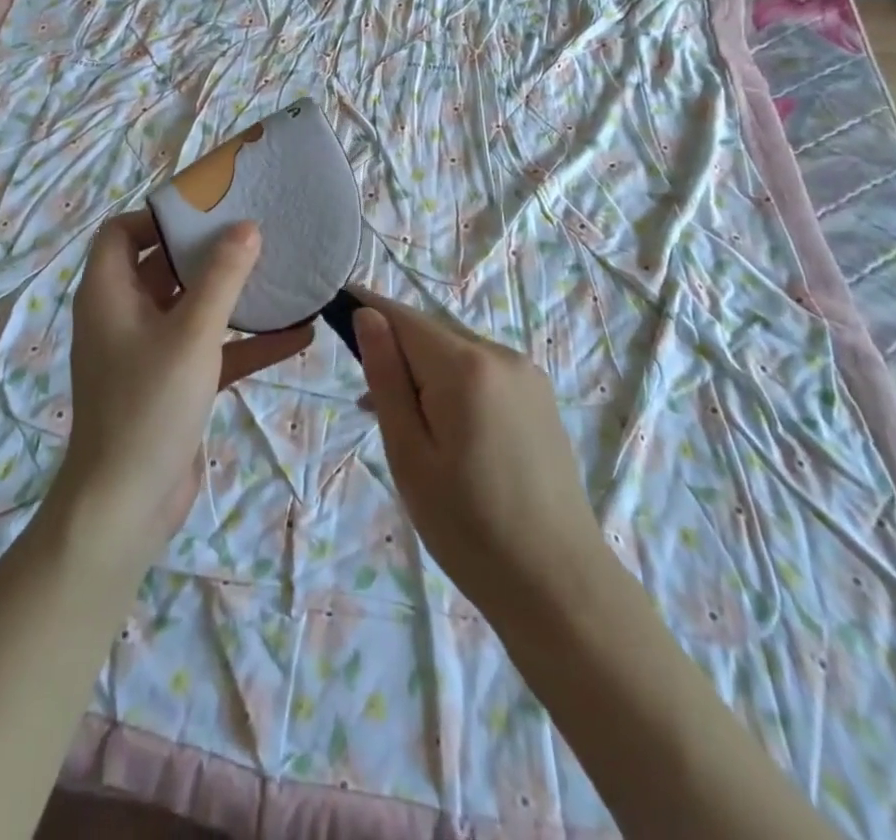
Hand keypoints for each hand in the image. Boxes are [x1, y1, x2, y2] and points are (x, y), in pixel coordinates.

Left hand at [52, 212, 308, 562]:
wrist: (125, 506)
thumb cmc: (149, 406)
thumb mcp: (191, 334)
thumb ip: (222, 277)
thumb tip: (246, 227)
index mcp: (109, 294)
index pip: (121, 233)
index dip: (159, 217)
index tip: (208, 212)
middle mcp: (124, 316)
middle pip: (162, 266)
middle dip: (207, 251)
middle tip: (256, 233)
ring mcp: (148, 352)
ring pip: (192, 308)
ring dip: (233, 296)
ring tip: (281, 275)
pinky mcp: (173, 383)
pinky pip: (211, 349)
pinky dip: (245, 342)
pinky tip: (297, 335)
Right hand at [352, 290, 608, 624]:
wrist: (559, 586)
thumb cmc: (468, 526)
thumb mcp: (409, 453)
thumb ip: (386, 378)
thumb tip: (367, 316)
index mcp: (466, 365)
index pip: (403, 317)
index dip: (367, 310)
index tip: (336, 310)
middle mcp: (501, 354)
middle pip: (431, 336)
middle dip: (397, 355)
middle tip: (371, 408)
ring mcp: (527, 376)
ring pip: (457, 355)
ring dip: (425, 375)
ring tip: (407, 431)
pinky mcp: (540, 399)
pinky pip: (483, 374)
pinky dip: (455, 388)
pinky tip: (448, 435)